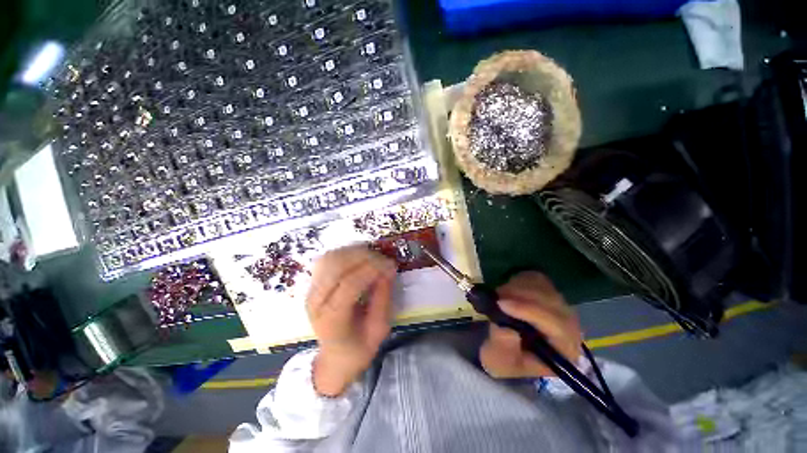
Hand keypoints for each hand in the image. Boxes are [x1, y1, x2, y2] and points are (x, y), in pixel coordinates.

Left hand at [306, 246, 396, 396]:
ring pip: (330, 259)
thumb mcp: (379, 329)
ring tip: (374, 256)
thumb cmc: (359, 347)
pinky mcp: (313, 284)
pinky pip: (327, 259)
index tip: (390, 265)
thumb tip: (388, 269)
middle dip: (364, 257)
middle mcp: (316, 303)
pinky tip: (359, 256)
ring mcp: (311, 291)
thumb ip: (383, 298)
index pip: (349, 285)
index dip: (371, 270)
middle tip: (384, 259)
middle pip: (336, 268)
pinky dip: (345, 253)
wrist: (335, 357)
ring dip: (354, 252)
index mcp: (332, 321)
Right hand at [480, 271, 581, 378]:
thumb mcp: (498, 361)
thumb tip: (507, 329)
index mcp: (564, 350)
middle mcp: (570, 327)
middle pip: (552, 302)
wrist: (505, 346)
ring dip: (517, 287)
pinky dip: (520, 281)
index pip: (557, 326)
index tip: (501, 304)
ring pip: (543, 287)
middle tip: (496, 295)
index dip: (529, 311)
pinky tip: (508, 291)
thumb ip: (503, 347)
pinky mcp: (549, 292)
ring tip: (499, 295)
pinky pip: (537, 279)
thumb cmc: (505, 359)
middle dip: (521, 296)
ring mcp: (560, 306)